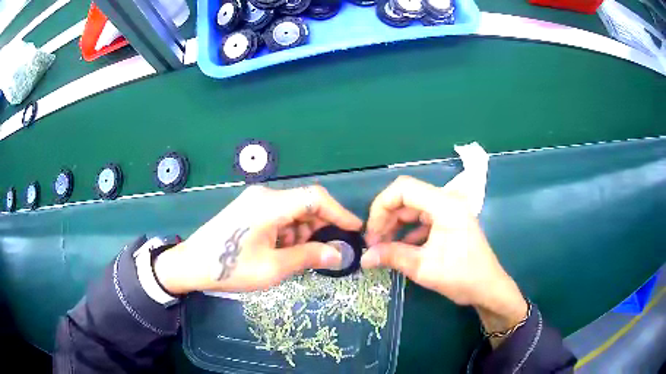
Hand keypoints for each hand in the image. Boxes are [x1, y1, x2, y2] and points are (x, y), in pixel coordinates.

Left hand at [154, 185, 362, 293]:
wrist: (190, 265)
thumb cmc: (229, 268)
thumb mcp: (272, 267)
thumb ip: (308, 257)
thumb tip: (339, 254)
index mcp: (270, 204)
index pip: (315, 198)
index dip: (339, 212)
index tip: (355, 229)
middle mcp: (264, 195)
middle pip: (305, 204)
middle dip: (319, 227)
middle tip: (326, 252)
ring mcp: (255, 200)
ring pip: (293, 211)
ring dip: (303, 233)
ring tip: (298, 257)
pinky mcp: (249, 209)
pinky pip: (279, 216)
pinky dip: (288, 232)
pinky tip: (282, 251)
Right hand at [361, 176, 526, 345]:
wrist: (488, 288)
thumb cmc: (461, 276)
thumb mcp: (424, 268)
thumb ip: (392, 256)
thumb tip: (364, 257)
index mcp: (445, 205)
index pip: (404, 188)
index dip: (381, 206)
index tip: (371, 232)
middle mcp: (447, 201)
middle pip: (407, 197)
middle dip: (386, 218)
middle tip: (374, 243)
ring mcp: (449, 211)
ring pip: (412, 208)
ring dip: (395, 225)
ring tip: (383, 247)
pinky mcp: (449, 221)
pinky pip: (422, 219)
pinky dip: (407, 231)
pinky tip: (400, 248)